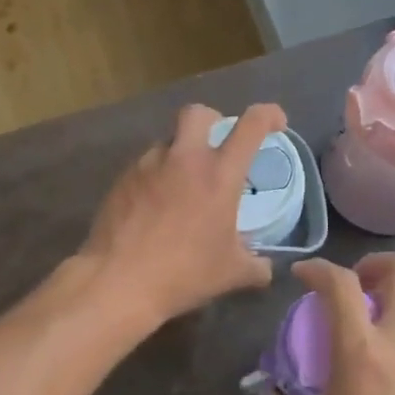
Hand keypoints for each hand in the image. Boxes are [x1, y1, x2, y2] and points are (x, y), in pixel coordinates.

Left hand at [79, 103, 286, 328]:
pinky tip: (156, 205)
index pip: (251, 125)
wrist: (118, 281)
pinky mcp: (122, 179)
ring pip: (168, 140)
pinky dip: (157, 175)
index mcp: (219, 174)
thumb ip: (256, 266)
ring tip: (183, 184)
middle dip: (212, 120)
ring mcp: (148, 165)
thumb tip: (266, 268)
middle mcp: (184, 159)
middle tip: (217, 145)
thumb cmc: (183, 273)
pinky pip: (145, 164)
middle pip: (198, 113)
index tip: (276, 123)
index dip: (269, 114)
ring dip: (181, 152)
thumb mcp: (231, 274)